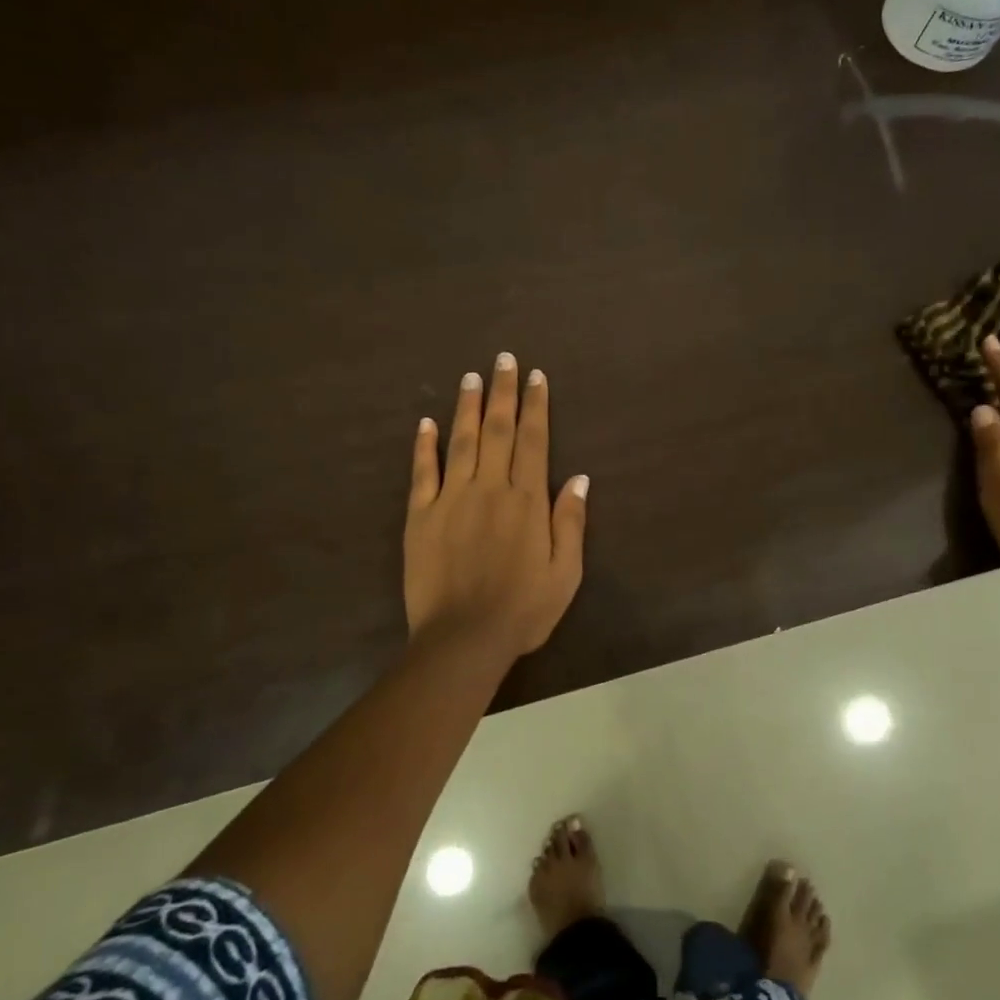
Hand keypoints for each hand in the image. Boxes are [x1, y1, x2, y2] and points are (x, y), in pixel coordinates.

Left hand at [405, 353, 588, 662]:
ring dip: (467, 406)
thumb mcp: (565, 573)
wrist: (464, 640)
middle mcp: (490, 489)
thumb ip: (570, 522)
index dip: (535, 406)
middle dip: (503, 392)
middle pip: (497, 430)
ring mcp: (451, 500)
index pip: (533, 441)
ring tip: (472, 376)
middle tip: (504, 359)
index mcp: (527, 501)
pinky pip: (423, 473)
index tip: (536, 377)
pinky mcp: (421, 516)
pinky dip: (424, 445)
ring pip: (461, 441)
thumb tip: (579, 477)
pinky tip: (426, 422)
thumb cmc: (523, 610)